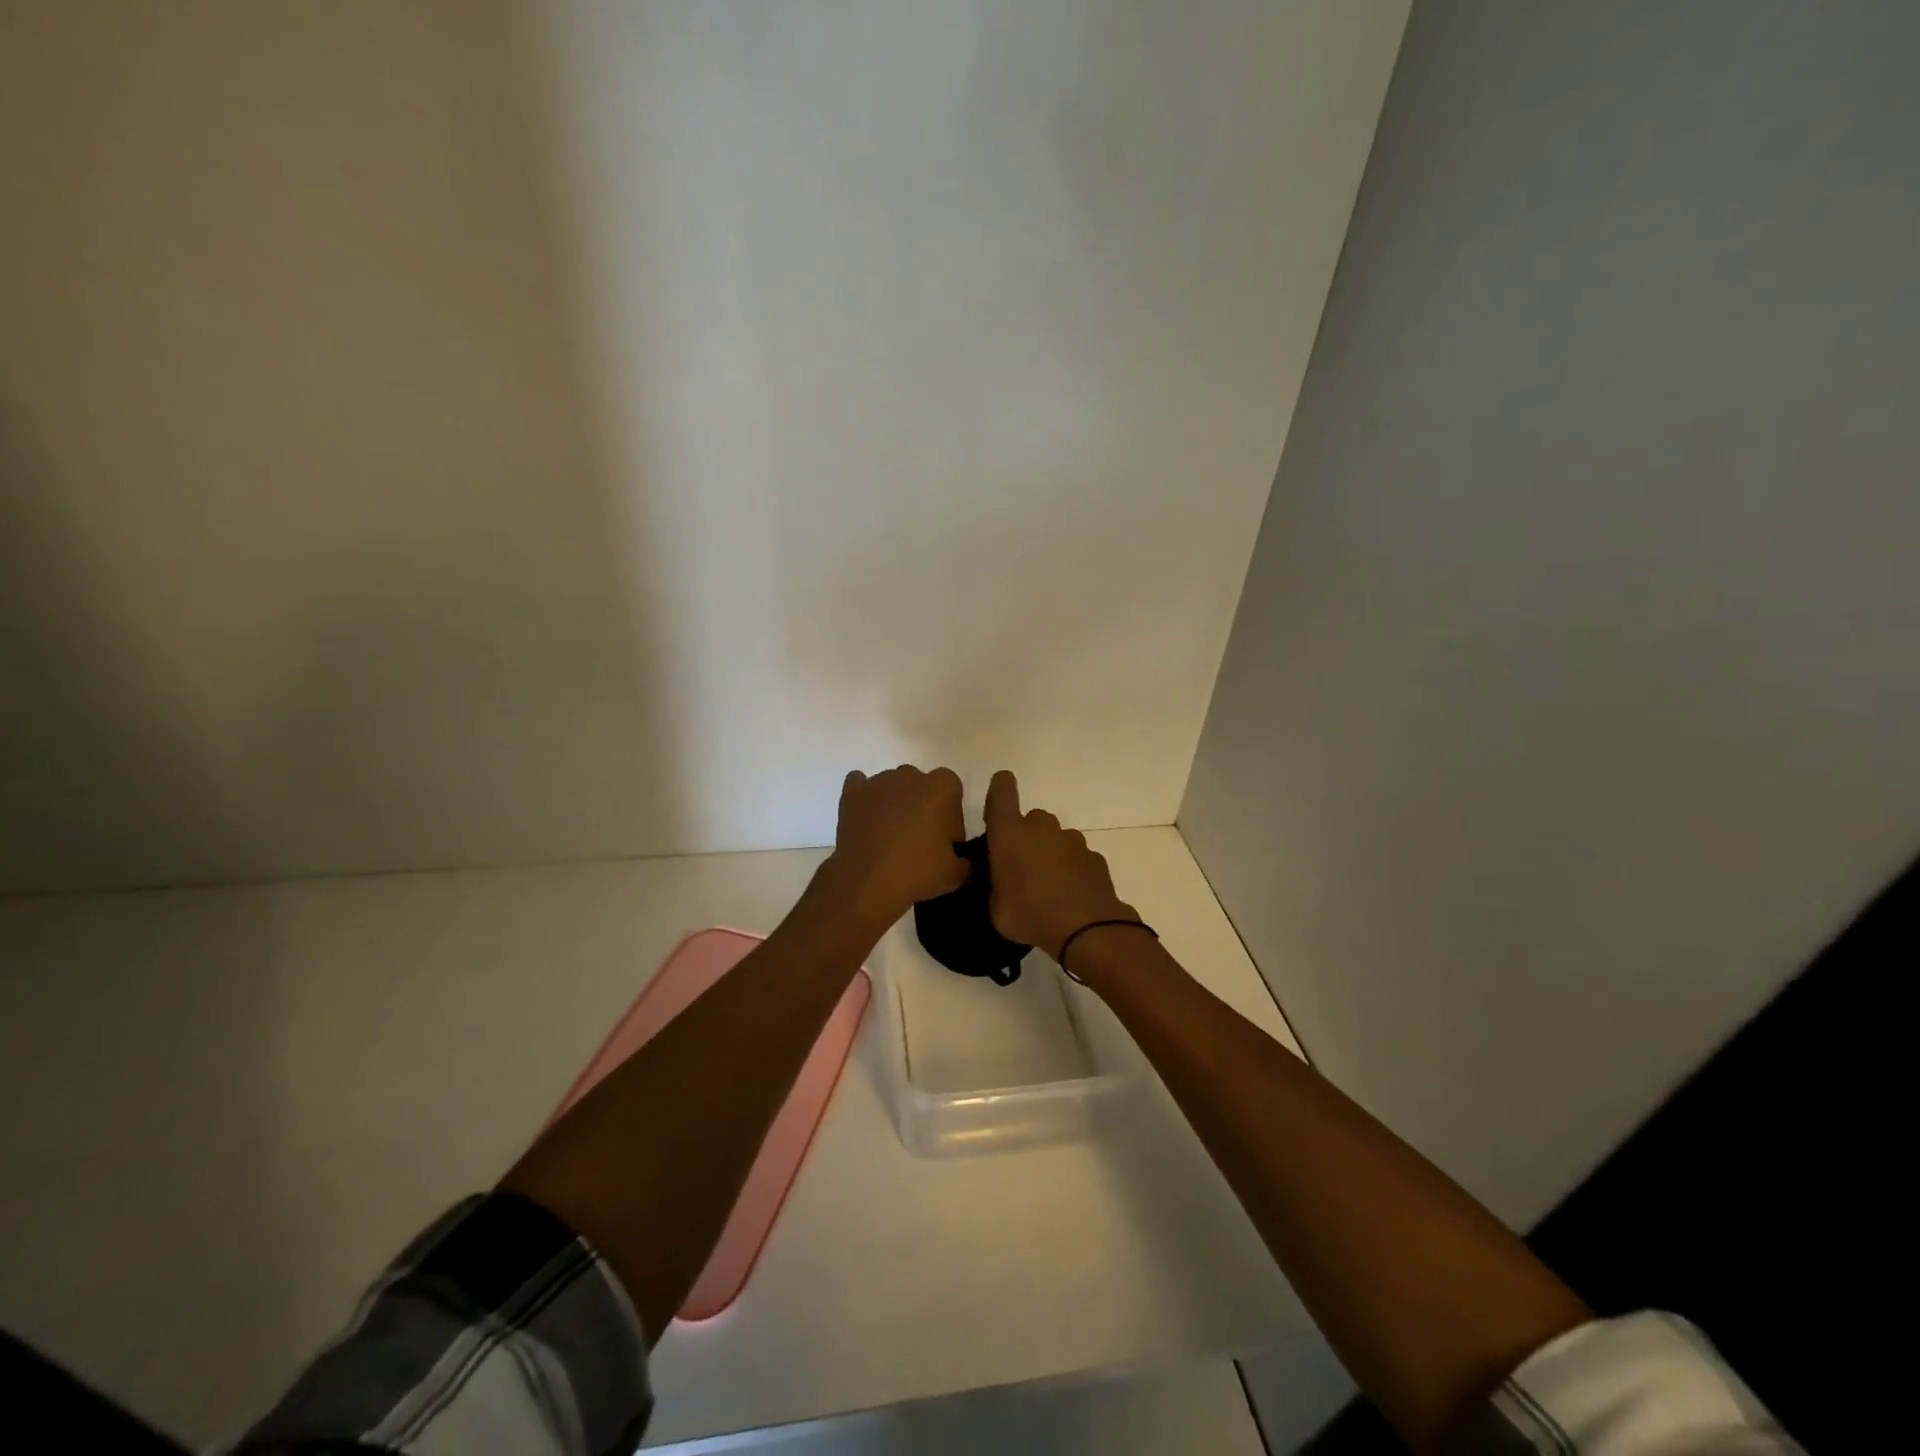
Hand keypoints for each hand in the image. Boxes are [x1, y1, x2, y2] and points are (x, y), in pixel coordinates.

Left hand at [822, 765, 968, 925]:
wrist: (867, 882)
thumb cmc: (917, 873)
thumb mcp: (954, 874)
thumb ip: (963, 861)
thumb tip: (959, 860)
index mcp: (941, 789)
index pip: (952, 788)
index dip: (951, 813)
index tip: (946, 838)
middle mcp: (910, 776)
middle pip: (921, 784)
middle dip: (923, 805)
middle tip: (920, 837)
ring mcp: (878, 782)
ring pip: (892, 786)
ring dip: (896, 803)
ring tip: (890, 835)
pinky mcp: (852, 794)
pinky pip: (860, 784)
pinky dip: (865, 798)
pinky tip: (867, 818)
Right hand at [983, 770, 1138, 958]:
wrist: (1087, 929)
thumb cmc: (1030, 915)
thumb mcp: (996, 908)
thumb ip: (996, 886)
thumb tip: (1001, 882)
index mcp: (1009, 833)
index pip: (1002, 792)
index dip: (1000, 787)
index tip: (1000, 789)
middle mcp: (1041, 827)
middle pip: (1031, 820)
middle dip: (1026, 837)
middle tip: (1022, 867)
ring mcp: (1071, 840)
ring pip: (1055, 838)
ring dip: (1050, 853)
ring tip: (1047, 886)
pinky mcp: (1094, 856)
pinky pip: (1076, 857)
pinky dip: (1071, 869)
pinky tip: (1070, 895)